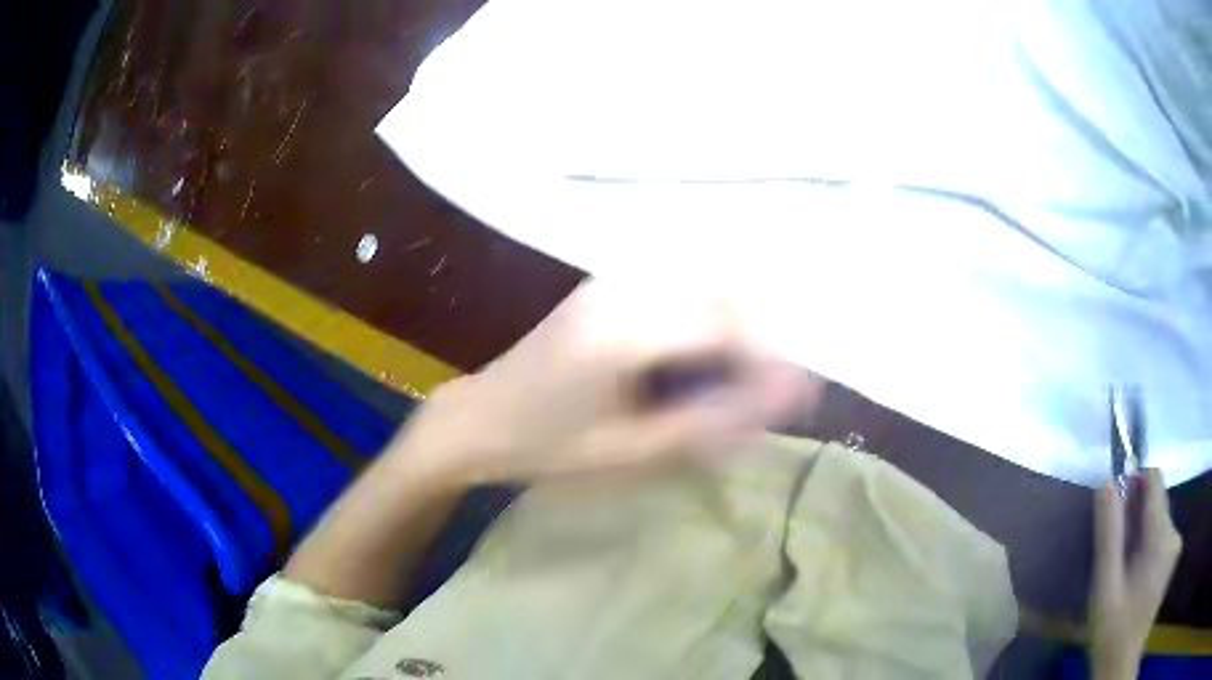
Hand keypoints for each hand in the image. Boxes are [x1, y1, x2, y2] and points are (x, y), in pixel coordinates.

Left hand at [392, 280, 820, 486]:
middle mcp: (624, 290)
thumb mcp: (633, 450)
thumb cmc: (550, 446)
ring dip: (737, 323)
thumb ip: (712, 422)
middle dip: (762, 339)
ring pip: (705, 282)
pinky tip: (704, 354)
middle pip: (724, 293)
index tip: (797, 395)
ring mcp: (612, 280)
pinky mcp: (607, 284)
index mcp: (627, 332)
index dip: (772, 358)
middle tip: (772, 389)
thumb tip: (782, 399)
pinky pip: (679, 284)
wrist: (480, 418)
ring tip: (742, 375)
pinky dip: (708, 313)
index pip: (727, 325)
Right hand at [1089, 469, 1182, 678]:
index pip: (1155, 480)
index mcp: (1161, 536)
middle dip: (1134, 516)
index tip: (1113, 513)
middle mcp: (1174, 533)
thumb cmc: (1113, 631)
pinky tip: (1132, 577)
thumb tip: (1107, 484)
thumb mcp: (1105, 588)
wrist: (1120, 667)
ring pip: (1158, 519)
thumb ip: (1108, 535)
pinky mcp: (1171, 560)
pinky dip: (1146, 545)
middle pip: (1157, 500)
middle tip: (1112, 555)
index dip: (1134, 484)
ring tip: (1120, 571)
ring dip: (1139, 533)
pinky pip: (1160, 535)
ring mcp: (1174, 547)